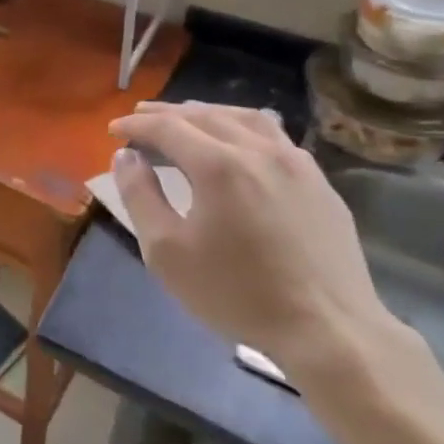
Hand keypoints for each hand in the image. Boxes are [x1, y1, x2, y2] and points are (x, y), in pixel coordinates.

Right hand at [108, 102, 394, 378]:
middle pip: (204, 115)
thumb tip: (125, 156)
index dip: (136, 124)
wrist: (329, 330)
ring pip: (244, 118)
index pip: (167, 127)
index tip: (113, 130)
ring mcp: (295, 162)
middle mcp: (258, 150)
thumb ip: (140, 196)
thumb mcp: (167, 252)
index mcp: (218, 165)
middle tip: (141, 116)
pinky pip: (274, 136)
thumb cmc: (237, 294)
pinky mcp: (319, 182)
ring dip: (208, 113)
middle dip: (167, 113)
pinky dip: (243, 128)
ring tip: (187, 119)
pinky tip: (239, 144)